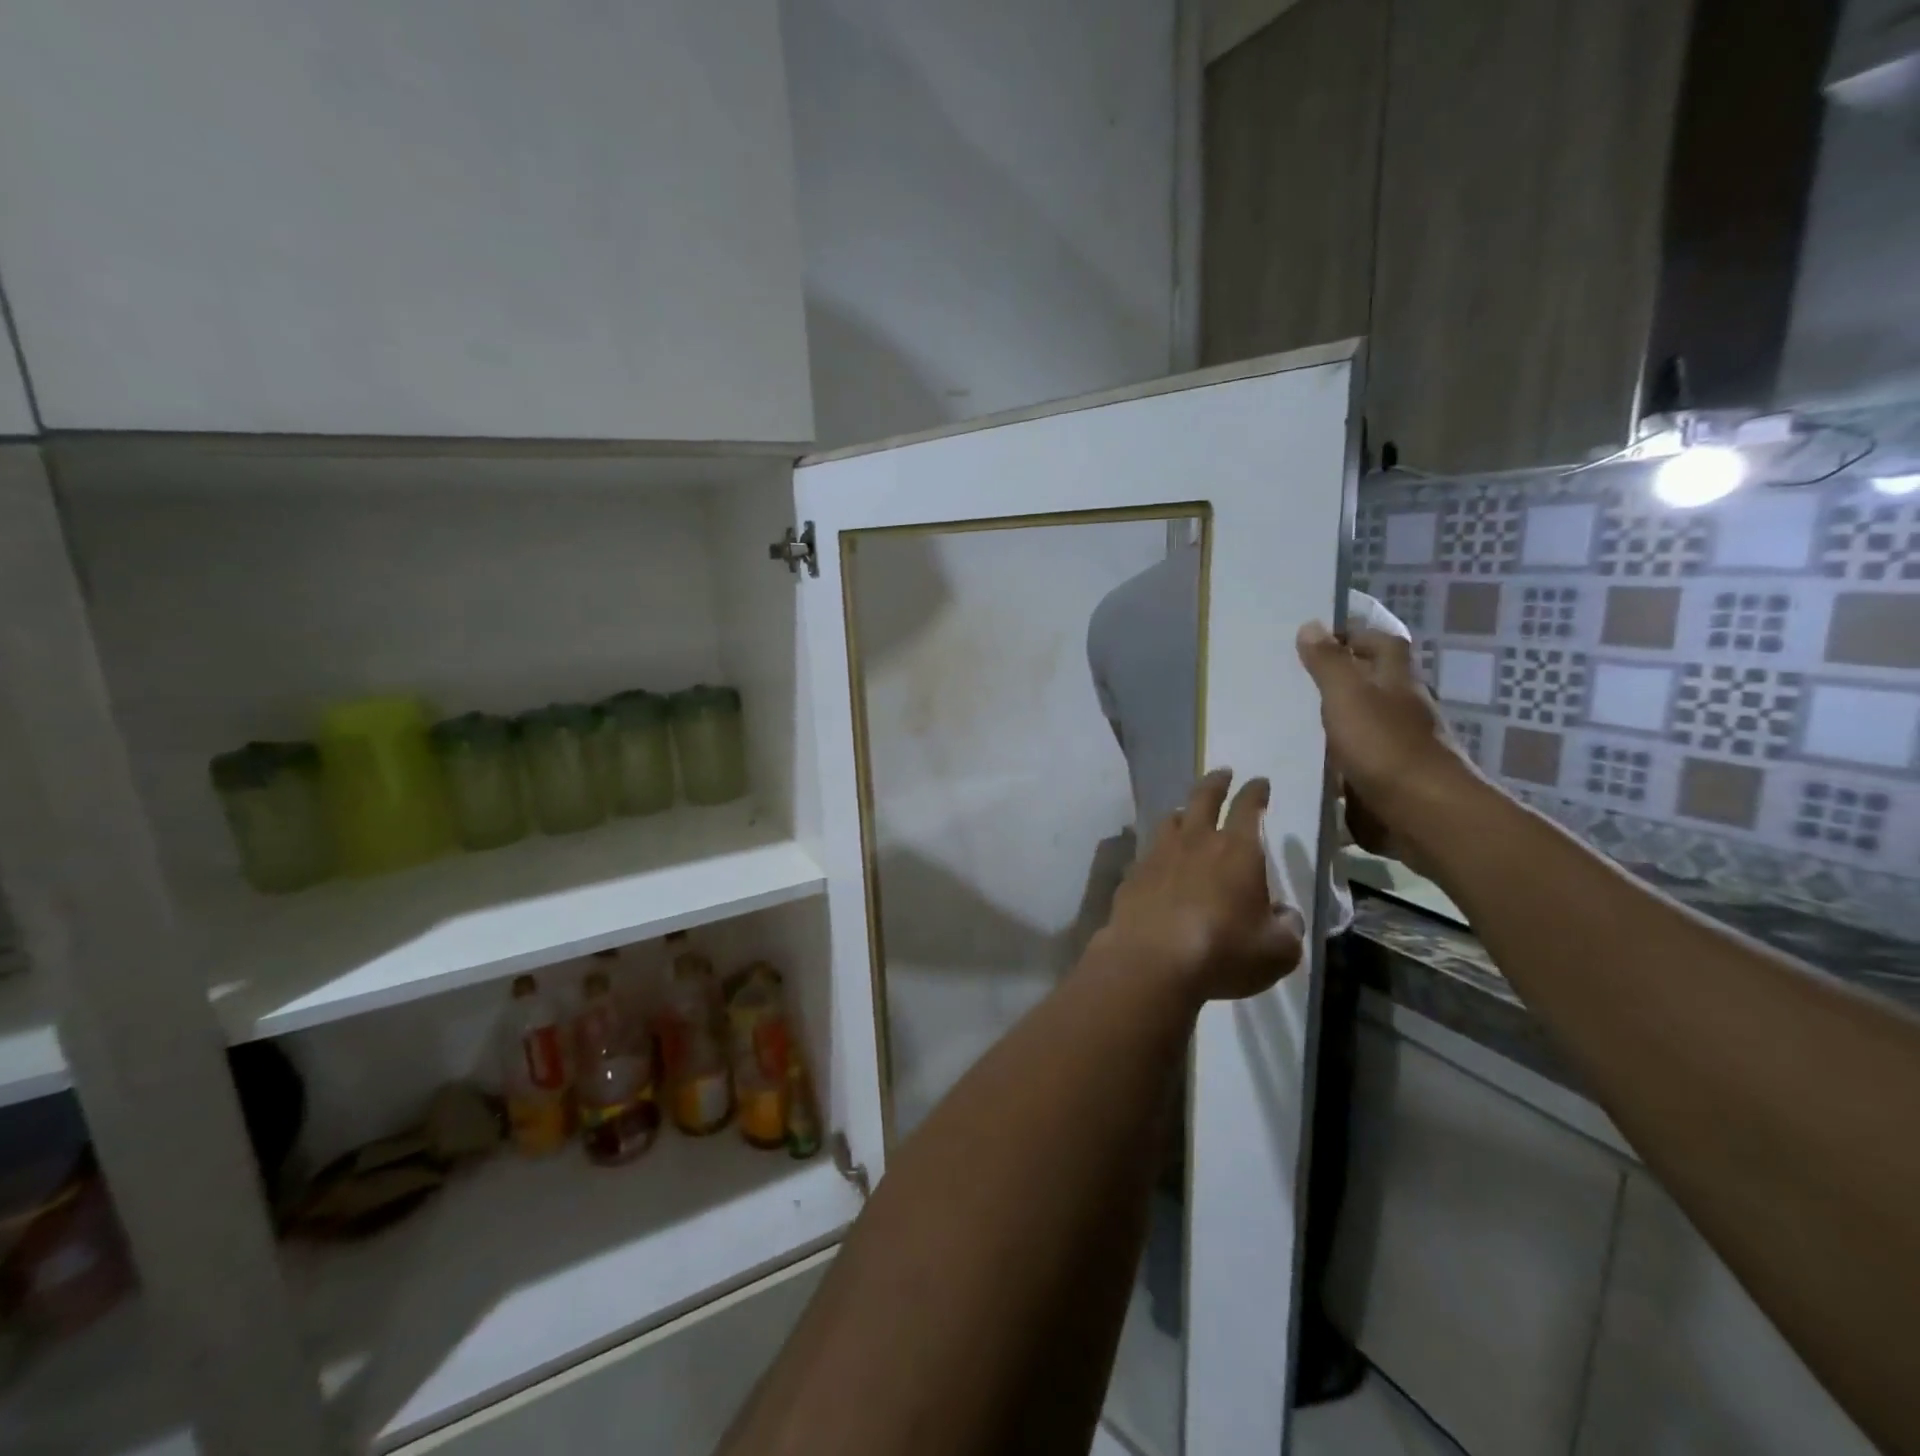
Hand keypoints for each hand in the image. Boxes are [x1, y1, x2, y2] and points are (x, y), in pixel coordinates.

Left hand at [1099, 769, 1304, 1004]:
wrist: (1151, 960)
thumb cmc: (1223, 951)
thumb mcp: (1277, 950)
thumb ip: (1287, 928)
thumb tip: (1283, 914)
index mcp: (1237, 850)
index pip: (1249, 808)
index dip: (1256, 792)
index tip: (1259, 782)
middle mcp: (1196, 842)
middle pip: (1204, 798)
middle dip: (1216, 782)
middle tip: (1222, 772)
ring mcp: (1158, 855)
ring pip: (1172, 820)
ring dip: (1184, 812)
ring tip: (1188, 814)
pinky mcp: (1133, 875)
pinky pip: (1148, 852)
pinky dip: (1159, 850)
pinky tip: (1159, 862)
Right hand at [1295, 622, 1482, 861]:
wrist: (1423, 815)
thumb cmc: (1385, 747)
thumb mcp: (1347, 696)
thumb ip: (1328, 663)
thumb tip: (1311, 624)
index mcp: (1396, 682)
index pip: (1383, 645)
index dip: (1356, 636)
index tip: (1319, 638)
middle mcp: (1402, 710)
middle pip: (1373, 684)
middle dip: (1341, 679)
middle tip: (1294, 679)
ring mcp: (1397, 748)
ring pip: (1364, 724)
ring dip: (1335, 722)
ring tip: (1288, 722)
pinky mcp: (1388, 781)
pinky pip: (1356, 763)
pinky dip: (1335, 761)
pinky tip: (1304, 765)